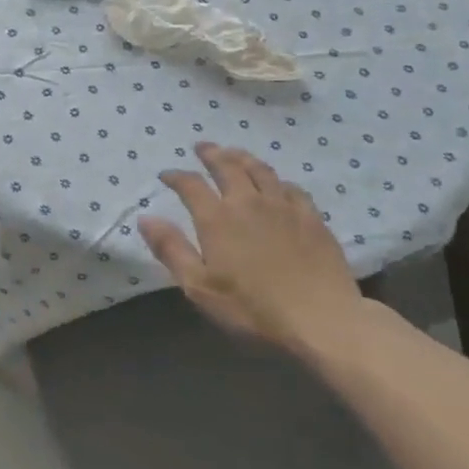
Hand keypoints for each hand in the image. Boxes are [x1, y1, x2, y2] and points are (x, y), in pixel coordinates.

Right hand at [138, 144, 362, 352]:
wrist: (323, 321)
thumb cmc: (252, 308)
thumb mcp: (199, 287)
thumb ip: (171, 249)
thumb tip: (146, 218)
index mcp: (217, 218)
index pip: (190, 185)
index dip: (176, 176)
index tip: (166, 175)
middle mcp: (248, 202)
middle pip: (227, 166)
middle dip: (211, 154)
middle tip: (202, 147)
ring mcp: (284, 208)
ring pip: (261, 170)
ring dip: (243, 157)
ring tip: (234, 153)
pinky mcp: (312, 219)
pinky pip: (292, 188)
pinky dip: (278, 180)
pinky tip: (277, 184)